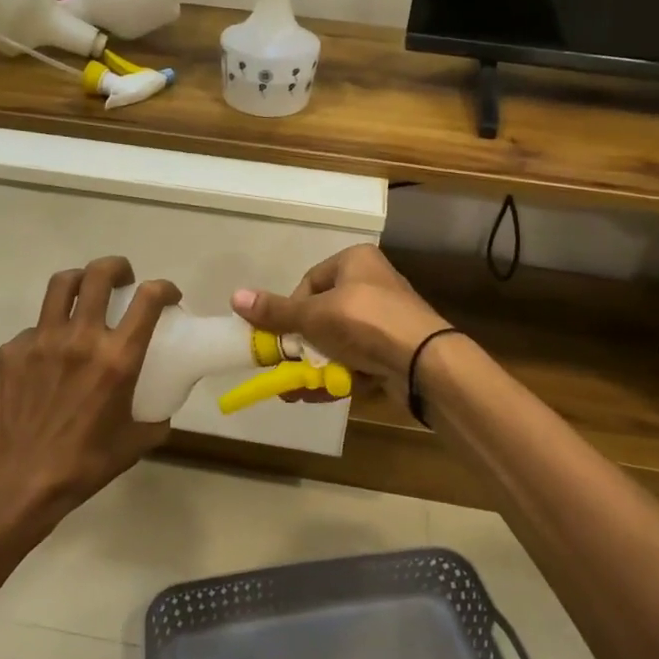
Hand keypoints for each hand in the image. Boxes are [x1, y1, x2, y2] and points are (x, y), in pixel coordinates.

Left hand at [0, 257, 180, 526]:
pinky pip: (35, 328)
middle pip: (99, 275)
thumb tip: (162, 410)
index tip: (168, 295)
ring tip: (85, 294)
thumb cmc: (84, 465)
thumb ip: (155, 419)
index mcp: (117, 358)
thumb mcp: (134, 443)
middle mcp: (80, 338)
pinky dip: (49, 332)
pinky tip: (49, 355)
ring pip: (61, 285)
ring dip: (81, 281)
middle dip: (117, 267)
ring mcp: (41, 340)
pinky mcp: (11, 351)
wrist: (16, 482)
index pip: (148, 300)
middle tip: (123, 278)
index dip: (164, 288)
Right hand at [232, 245, 450, 405]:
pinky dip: (337, 377)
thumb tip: (235, 296)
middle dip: (301, 347)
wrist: (423, 361)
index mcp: (356, 262)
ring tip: (293, 391)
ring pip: (338, 343)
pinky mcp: (394, 350)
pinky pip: (357, 361)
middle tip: (282, 368)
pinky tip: (317, 397)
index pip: (310, 281)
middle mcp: (373, 285)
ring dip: (314, 368)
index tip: (283, 334)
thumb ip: (276, 311)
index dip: (292, 309)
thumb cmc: (364, 323)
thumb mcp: (313, 315)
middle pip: (323, 315)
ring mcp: (386, 320)